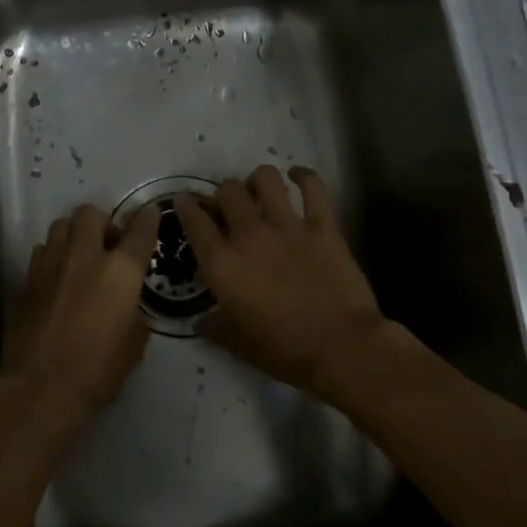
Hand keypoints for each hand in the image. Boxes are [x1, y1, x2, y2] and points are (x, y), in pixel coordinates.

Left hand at [0, 202, 162, 444]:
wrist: (39, 389)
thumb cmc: (97, 371)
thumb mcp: (134, 344)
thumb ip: (133, 312)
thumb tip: (126, 305)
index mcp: (119, 271)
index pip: (139, 231)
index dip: (148, 219)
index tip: (150, 213)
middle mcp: (84, 257)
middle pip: (90, 213)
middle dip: (101, 222)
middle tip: (107, 245)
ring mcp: (49, 265)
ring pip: (60, 226)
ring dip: (74, 235)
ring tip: (79, 258)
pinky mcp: (25, 280)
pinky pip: (41, 252)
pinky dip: (52, 257)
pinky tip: (56, 279)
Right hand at [176, 166, 385, 396]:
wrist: (341, 348)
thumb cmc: (284, 351)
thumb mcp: (238, 344)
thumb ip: (215, 327)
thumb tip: (201, 321)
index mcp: (222, 264)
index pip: (194, 221)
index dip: (185, 206)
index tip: (185, 201)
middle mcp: (249, 235)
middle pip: (228, 191)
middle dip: (224, 194)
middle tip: (229, 206)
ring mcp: (288, 226)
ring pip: (265, 179)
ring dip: (258, 180)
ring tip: (260, 190)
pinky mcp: (322, 225)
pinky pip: (312, 187)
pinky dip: (303, 176)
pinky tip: (297, 176)